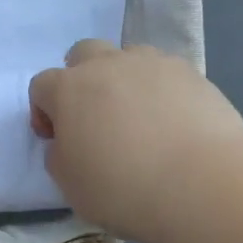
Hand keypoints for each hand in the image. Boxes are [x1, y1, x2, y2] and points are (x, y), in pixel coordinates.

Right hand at [28, 41, 242, 242]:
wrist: (201, 183)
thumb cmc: (123, 188)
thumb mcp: (71, 186)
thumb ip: (60, 156)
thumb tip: (67, 142)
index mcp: (69, 89)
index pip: (41, 85)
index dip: (44, 112)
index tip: (57, 140)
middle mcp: (108, 65)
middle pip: (83, 54)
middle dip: (82, 78)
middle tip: (95, 116)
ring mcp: (153, 64)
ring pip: (128, 57)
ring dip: (124, 79)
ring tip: (139, 117)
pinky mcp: (191, 73)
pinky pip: (165, 73)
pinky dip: (161, 90)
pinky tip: (173, 122)